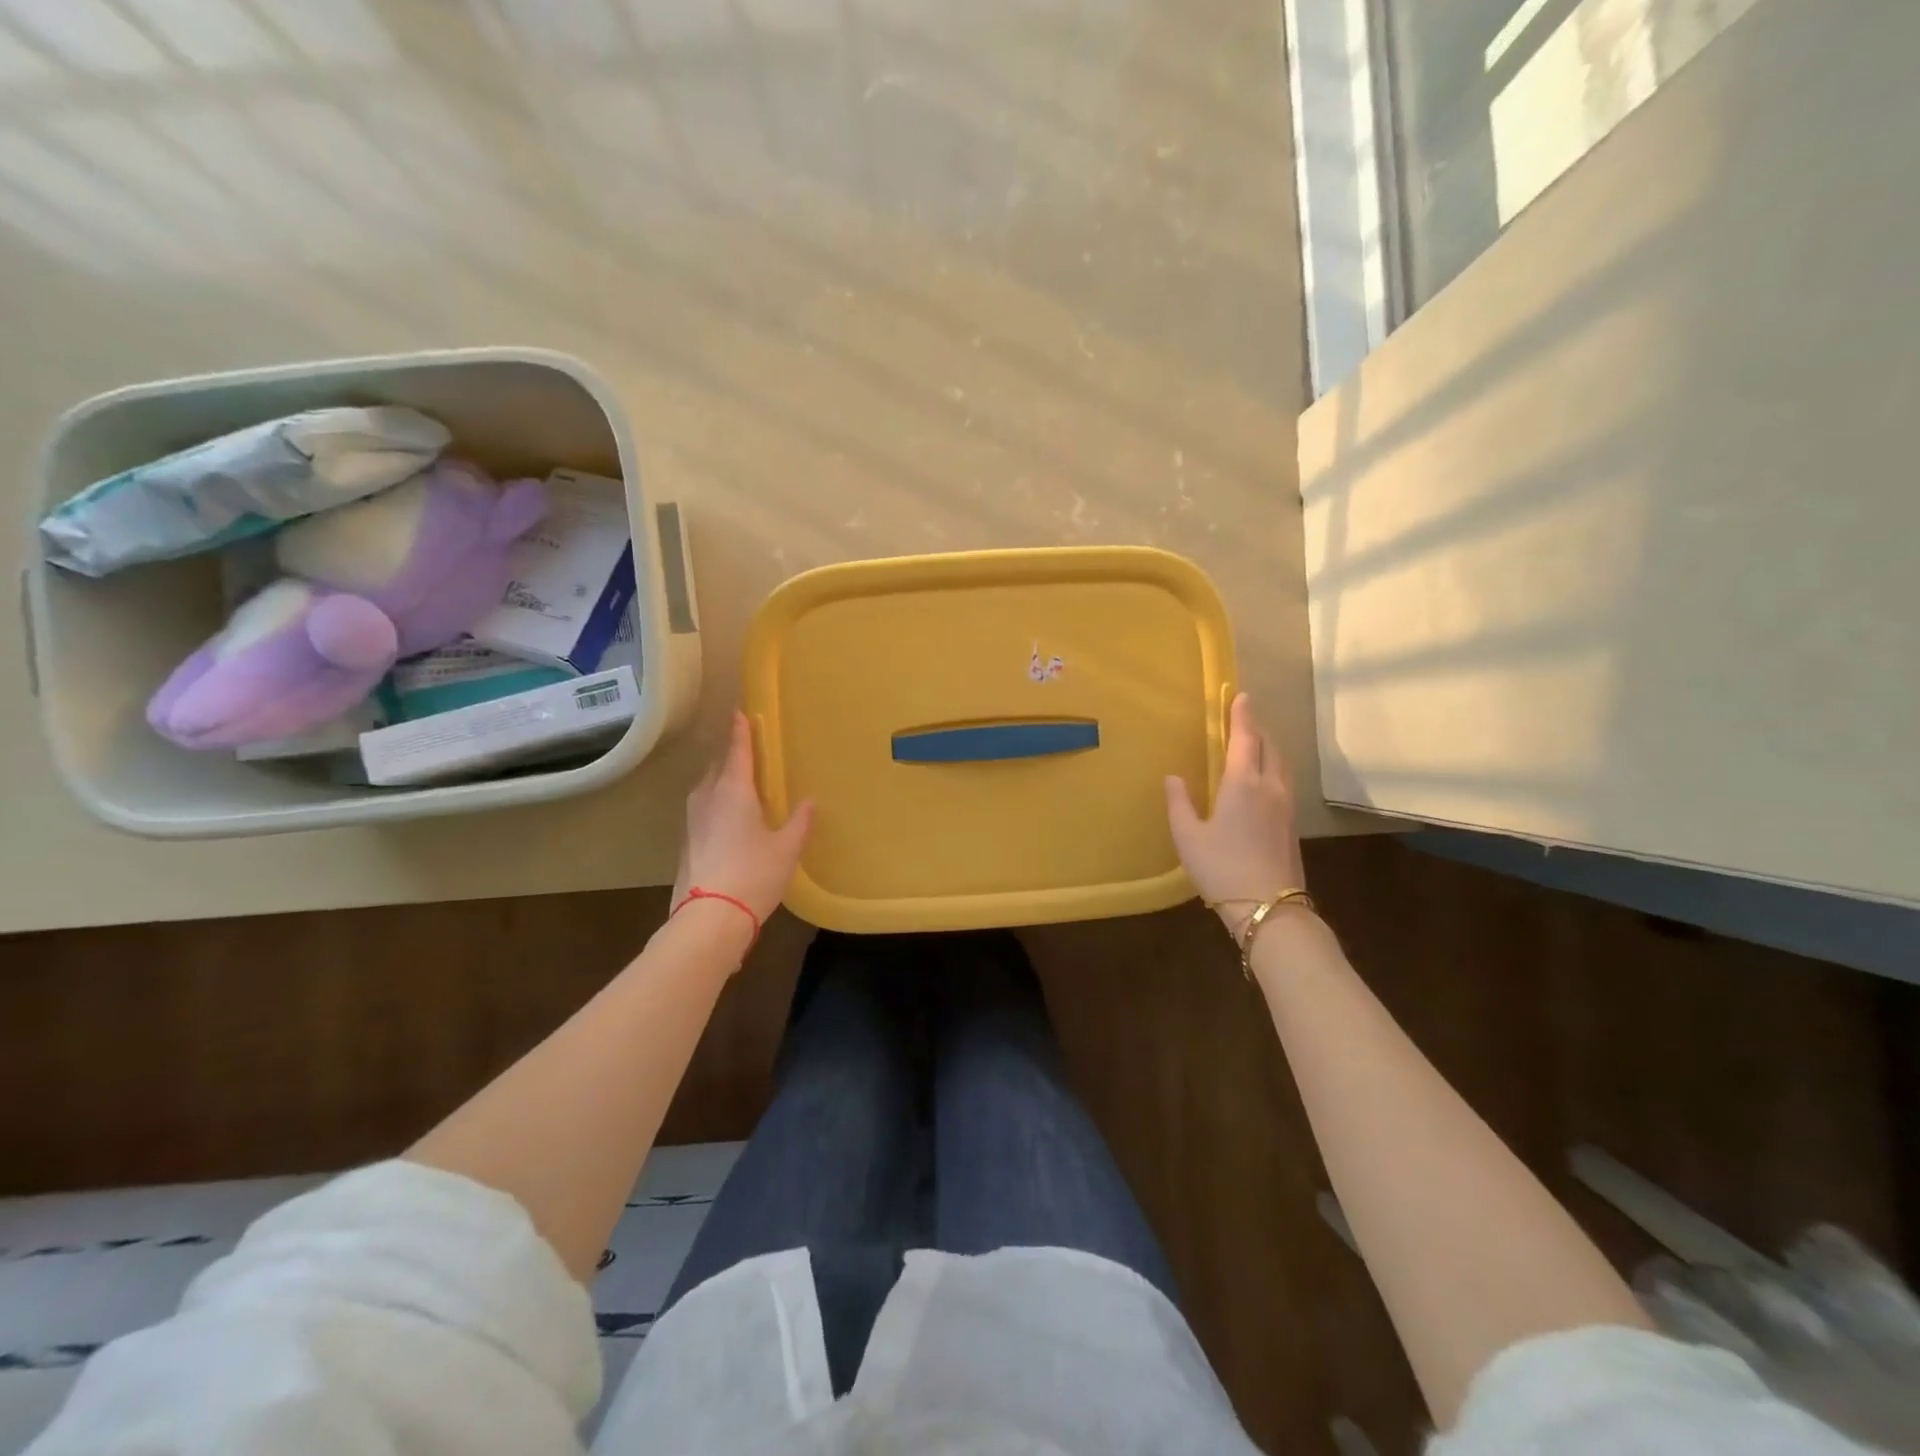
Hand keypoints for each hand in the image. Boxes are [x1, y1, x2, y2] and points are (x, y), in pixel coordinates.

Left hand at [673, 711, 813, 928]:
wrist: (709, 918)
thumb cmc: (753, 874)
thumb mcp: (787, 848)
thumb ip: (800, 821)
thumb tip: (810, 801)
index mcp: (734, 790)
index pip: (738, 750)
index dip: (740, 730)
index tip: (739, 711)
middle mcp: (708, 797)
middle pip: (719, 766)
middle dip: (732, 755)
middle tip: (749, 751)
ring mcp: (692, 820)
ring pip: (708, 788)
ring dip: (723, 780)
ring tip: (741, 783)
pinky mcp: (686, 842)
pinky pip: (704, 810)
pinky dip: (717, 805)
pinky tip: (730, 819)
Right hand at [1165, 693, 1306, 938]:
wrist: (1269, 908)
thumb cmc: (1221, 869)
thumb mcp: (1187, 837)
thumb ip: (1179, 803)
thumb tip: (1173, 777)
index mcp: (1243, 784)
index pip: (1245, 739)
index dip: (1242, 716)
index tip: (1242, 696)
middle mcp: (1270, 787)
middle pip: (1270, 747)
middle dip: (1257, 729)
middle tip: (1243, 721)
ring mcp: (1286, 807)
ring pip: (1281, 764)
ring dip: (1269, 748)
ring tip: (1254, 746)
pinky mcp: (1292, 825)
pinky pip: (1284, 782)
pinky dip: (1273, 768)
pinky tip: (1262, 781)